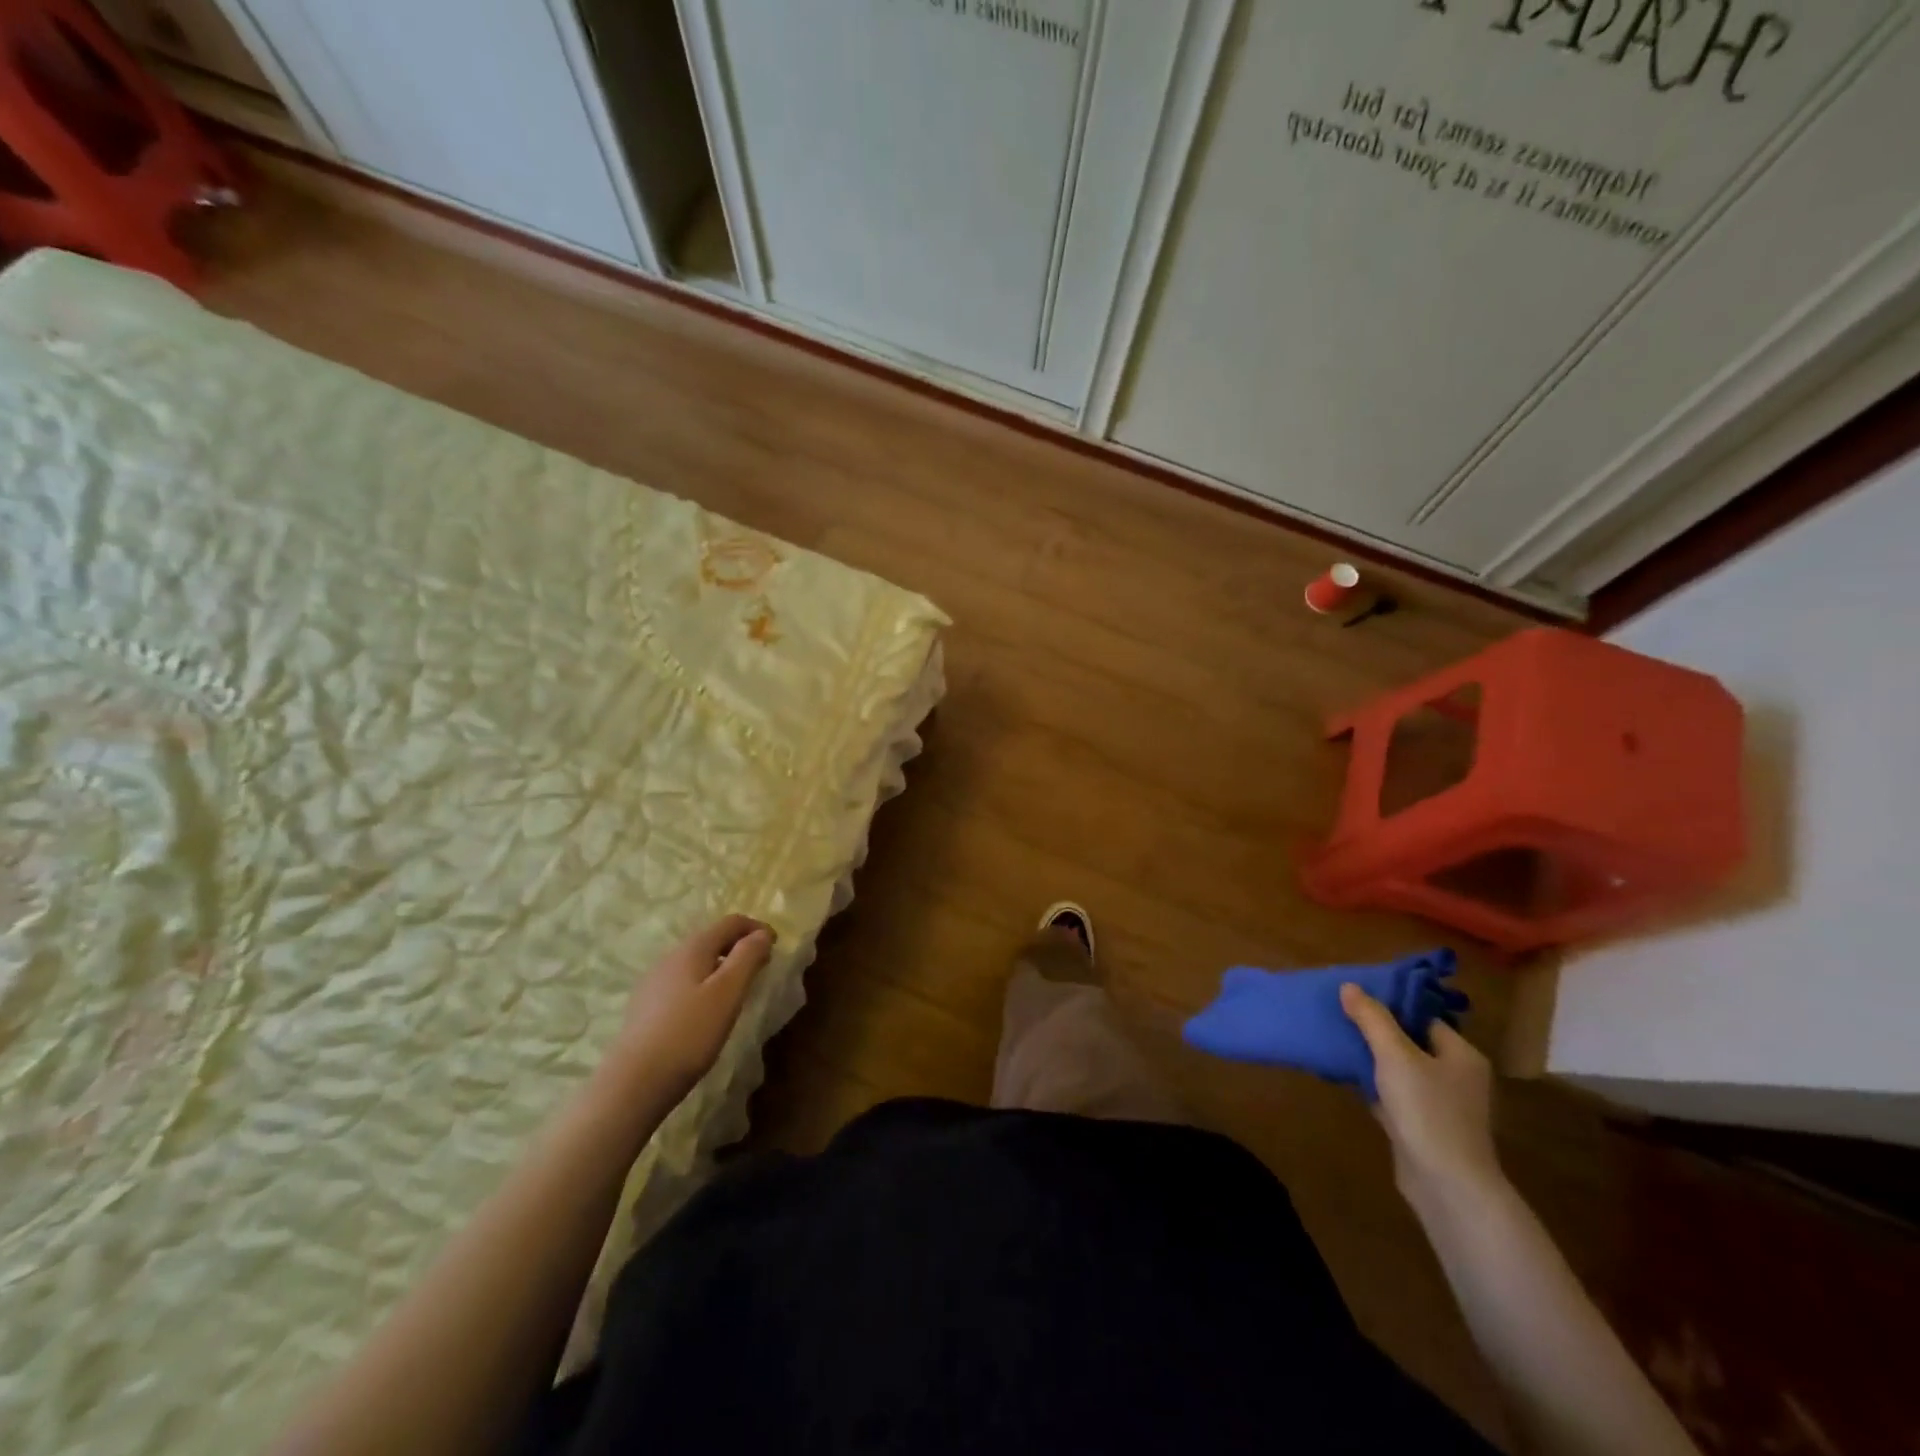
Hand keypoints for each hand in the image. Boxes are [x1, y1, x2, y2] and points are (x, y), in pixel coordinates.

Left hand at [614, 915, 775, 1097]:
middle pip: (712, 939)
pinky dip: (704, 983)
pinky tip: (707, 1010)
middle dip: (739, 946)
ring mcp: (654, 982)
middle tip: (761, 967)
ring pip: (696, 962)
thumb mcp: (728, 992)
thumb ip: (748, 957)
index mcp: (692, 949)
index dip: (756, 928)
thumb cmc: (690, 1033)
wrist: (634, 1082)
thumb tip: (762, 933)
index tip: (776, 945)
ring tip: (738, 989)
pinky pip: (683, 982)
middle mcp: (670, 957)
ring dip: (722, 966)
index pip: (730, 922)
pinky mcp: (646, 1006)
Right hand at [1340, 982, 1502, 1214]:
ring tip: (1335, 1040)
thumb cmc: (1427, 1111)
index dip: (1390, 1004)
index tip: (1355, 996)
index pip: (1423, 1017)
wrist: (1447, 1186)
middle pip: (1410, 1041)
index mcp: (1460, 1054)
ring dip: (1370, 1057)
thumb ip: (1372, 1019)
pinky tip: (1344, 1076)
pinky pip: (1393, 1094)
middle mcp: (1455, 1076)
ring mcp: (1439, 1104)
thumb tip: (1350, 986)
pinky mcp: (1422, 1126)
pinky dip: (1371, 1084)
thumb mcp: (1395, 1056)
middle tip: (1340, 1014)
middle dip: (1375, 1030)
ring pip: (1398, 1069)